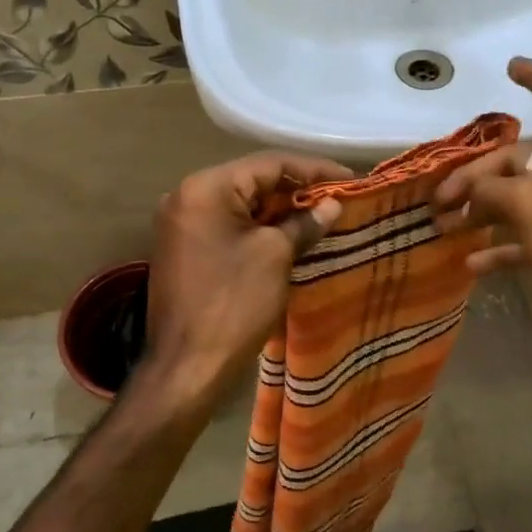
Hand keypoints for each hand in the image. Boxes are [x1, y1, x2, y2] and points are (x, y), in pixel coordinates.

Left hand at [139, 151, 347, 413]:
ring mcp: (182, 225)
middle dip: (297, 191)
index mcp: (205, 188)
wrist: (188, 366)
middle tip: (338, 200)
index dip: (313, 170)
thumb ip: (304, 223)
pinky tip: (290, 237)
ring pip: (241, 206)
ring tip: (322, 218)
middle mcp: (187, 197)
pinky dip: (259, 229)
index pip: (268, 164)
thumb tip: (331, 206)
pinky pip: (229, 227)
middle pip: (252, 181)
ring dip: (280, 211)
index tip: (350, 180)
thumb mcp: (275, 257)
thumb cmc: (233, 305)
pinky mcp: (185, 250)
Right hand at [432, 57, 531, 354]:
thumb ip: (492, 188)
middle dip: (478, 175)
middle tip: (441, 198)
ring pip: (519, 200)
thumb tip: (470, 188)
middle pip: (522, 159)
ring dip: (481, 211)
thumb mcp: (527, 205)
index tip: (510, 68)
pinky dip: (499, 246)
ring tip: (443, 227)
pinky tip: (471, 264)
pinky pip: (525, 236)